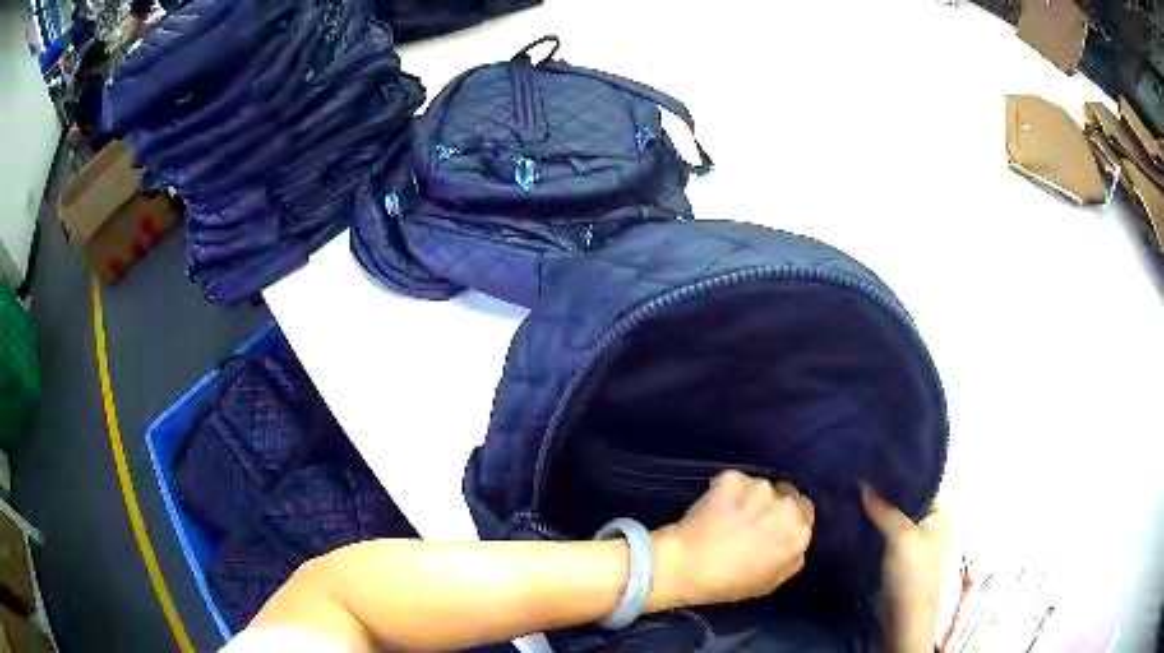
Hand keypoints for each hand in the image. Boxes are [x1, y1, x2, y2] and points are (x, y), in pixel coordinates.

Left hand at [648, 471, 813, 610]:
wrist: (686, 566)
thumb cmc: (728, 583)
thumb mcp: (771, 582)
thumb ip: (791, 558)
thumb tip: (795, 542)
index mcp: (799, 533)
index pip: (805, 511)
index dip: (787, 517)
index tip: (772, 524)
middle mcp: (786, 506)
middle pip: (786, 494)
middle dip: (771, 503)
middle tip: (750, 519)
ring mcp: (759, 489)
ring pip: (759, 486)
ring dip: (748, 496)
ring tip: (727, 515)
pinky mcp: (733, 478)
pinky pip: (734, 481)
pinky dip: (725, 490)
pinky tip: (713, 507)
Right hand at [861, 484, 947, 652]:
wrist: (903, 616)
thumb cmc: (912, 574)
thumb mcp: (901, 537)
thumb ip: (885, 510)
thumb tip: (864, 482)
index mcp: (940, 511)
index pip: (920, 480)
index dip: (899, 472)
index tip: (874, 460)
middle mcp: (928, 520)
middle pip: (905, 499)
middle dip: (884, 490)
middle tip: (858, 473)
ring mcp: (912, 538)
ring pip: (892, 516)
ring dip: (876, 509)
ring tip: (852, 491)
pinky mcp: (896, 554)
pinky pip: (884, 532)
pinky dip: (872, 526)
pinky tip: (854, 516)